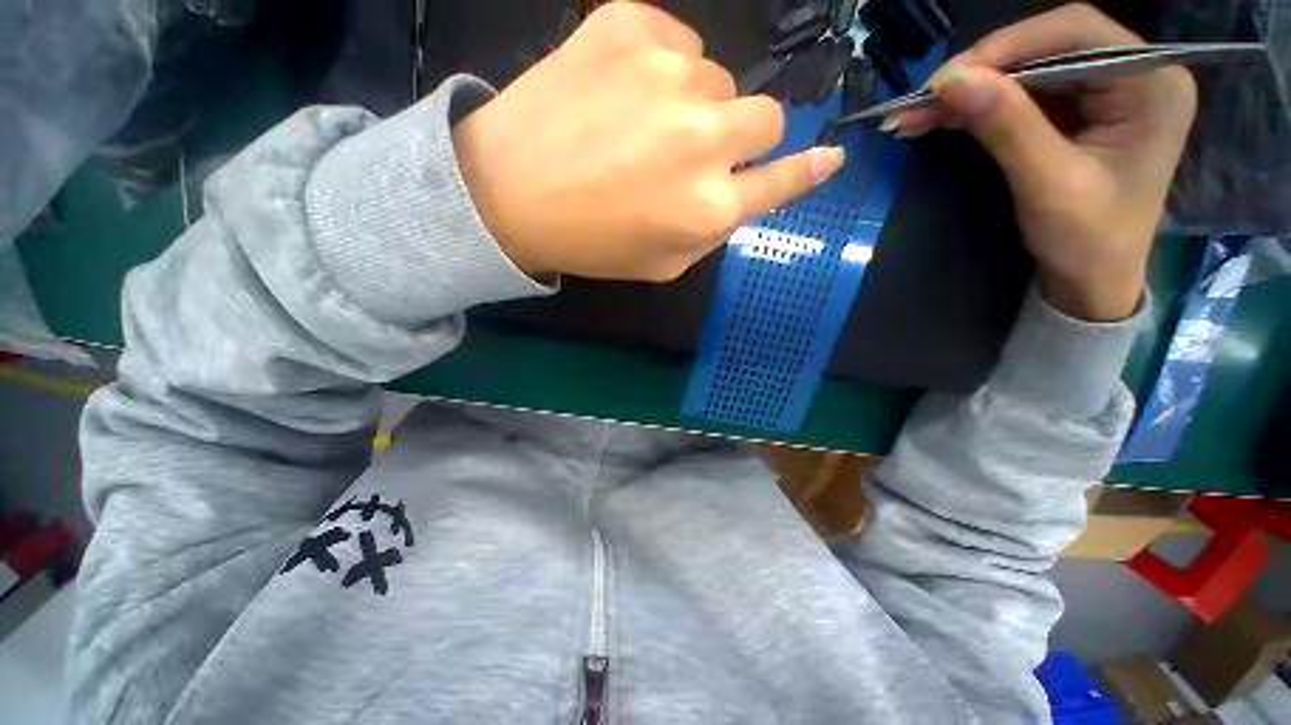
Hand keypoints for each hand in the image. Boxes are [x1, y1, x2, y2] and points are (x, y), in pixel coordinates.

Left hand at [452, 1, 843, 281]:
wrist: (507, 192)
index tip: (828, 157)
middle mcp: (704, 138)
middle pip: (765, 117)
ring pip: (719, 79)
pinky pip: (677, 40)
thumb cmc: (591, 242)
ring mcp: (668, 73)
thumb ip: (713, 230)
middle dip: (740, 138)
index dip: (806, 170)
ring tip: (642, 128)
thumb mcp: (662, 262)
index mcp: (708, 207)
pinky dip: (660, 67)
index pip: (780, 181)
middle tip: (694, 152)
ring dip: (695, 105)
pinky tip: (621, 92)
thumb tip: (752, 188)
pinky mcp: (628, 23)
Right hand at [890, 3, 1196, 320]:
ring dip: (968, 92)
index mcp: (1151, 83)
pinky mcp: (1078, 110)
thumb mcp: (1048, 184)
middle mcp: (1134, 73)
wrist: (1092, 281)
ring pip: (1026, 70)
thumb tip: (951, 81)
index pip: (1075, 33)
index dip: (1006, 46)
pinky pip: (1021, 95)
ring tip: (915, 115)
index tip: (945, 81)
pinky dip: (977, 106)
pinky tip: (939, 119)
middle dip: (979, 72)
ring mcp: (1105, 90)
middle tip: (921, 101)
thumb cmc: (1087, 241)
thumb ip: (1007, 126)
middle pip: (1047, 46)